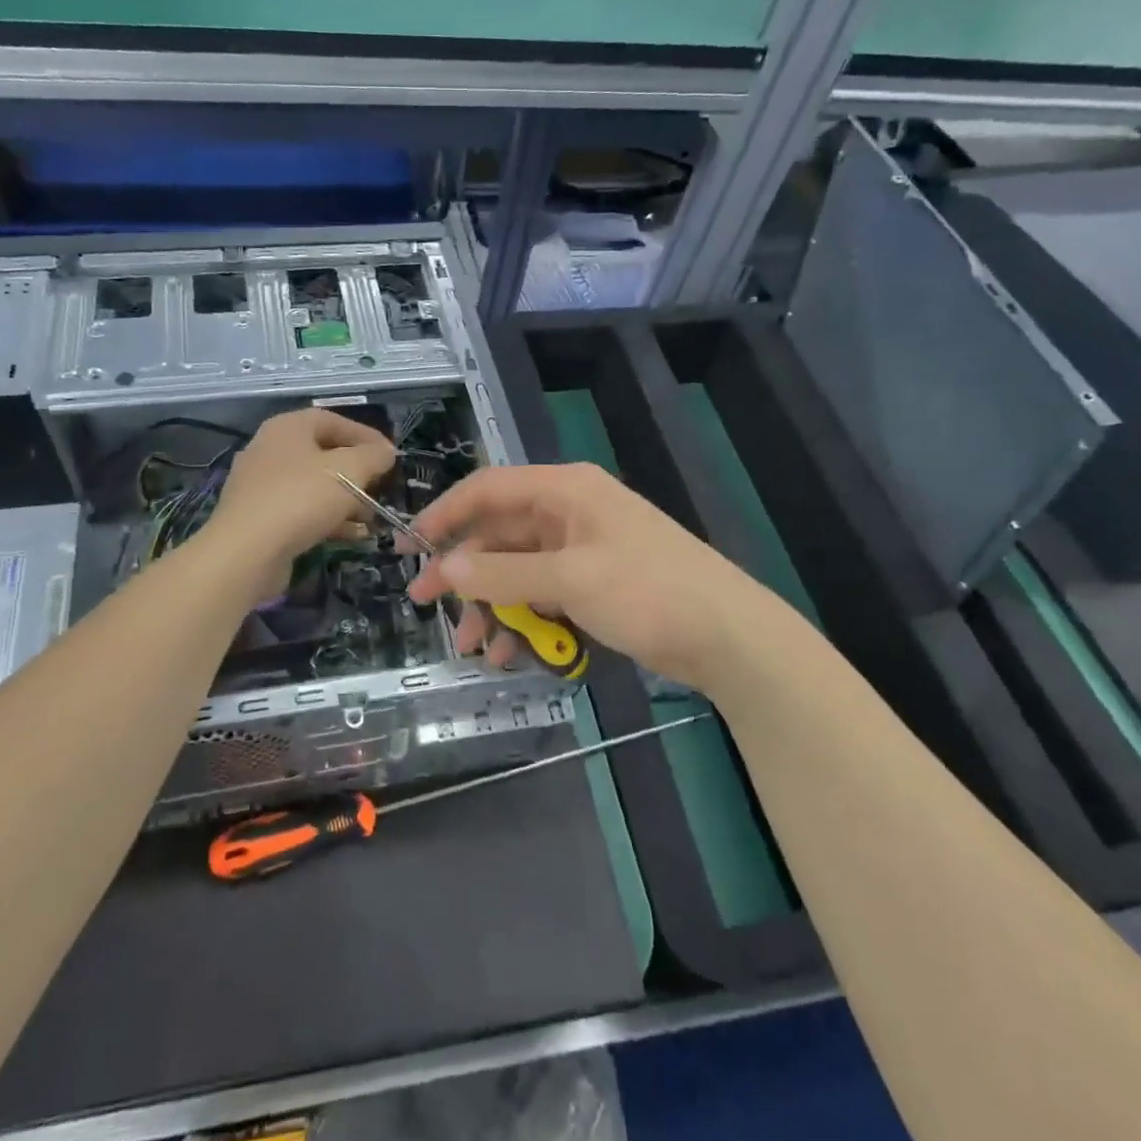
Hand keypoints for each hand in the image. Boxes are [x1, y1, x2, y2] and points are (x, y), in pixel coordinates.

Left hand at [203, 408, 396, 594]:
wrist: (246, 552)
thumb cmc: (301, 498)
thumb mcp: (350, 470)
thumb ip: (374, 456)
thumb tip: (386, 452)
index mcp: (287, 428)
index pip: (333, 420)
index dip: (366, 435)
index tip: (390, 456)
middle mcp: (269, 450)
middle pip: (323, 454)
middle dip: (357, 473)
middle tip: (380, 487)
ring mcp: (261, 486)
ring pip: (313, 486)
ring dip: (346, 501)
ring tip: (371, 518)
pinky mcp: (259, 518)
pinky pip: (300, 511)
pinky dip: (327, 520)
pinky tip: (352, 536)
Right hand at [404, 463, 776, 691]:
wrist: (729, 636)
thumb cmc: (649, 592)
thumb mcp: (570, 581)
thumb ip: (504, 575)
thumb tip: (447, 568)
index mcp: (565, 490)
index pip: (488, 488)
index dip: (445, 514)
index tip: (411, 547)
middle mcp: (569, 511)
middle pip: (499, 534)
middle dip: (465, 573)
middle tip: (426, 605)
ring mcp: (582, 549)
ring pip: (517, 570)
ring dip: (491, 604)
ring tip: (472, 648)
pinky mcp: (593, 582)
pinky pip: (541, 593)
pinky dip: (522, 618)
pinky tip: (508, 651)